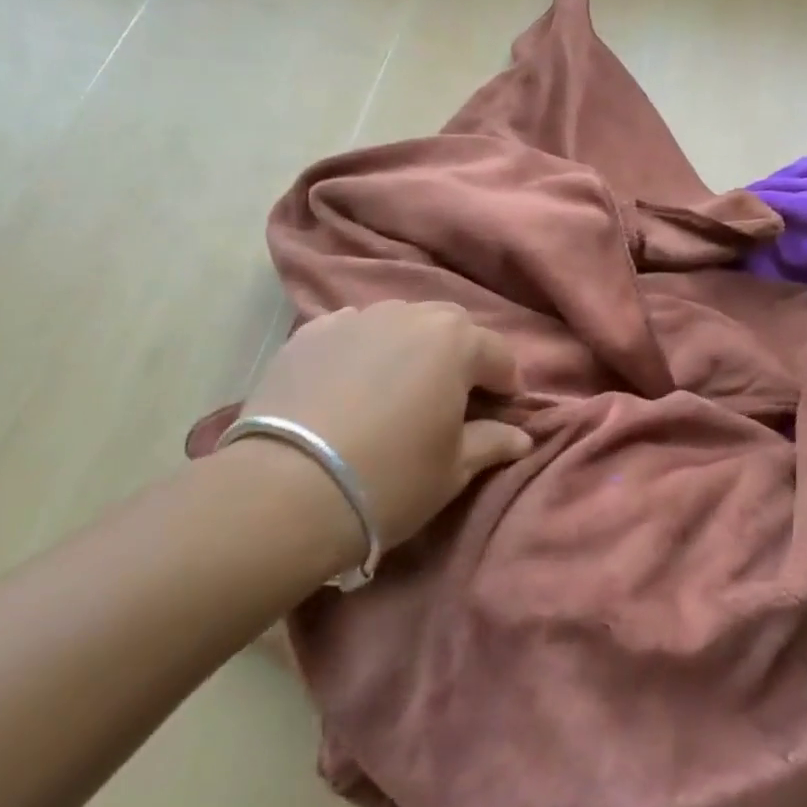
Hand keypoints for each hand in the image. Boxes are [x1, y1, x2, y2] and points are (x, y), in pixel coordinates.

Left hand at [238, 301, 531, 550]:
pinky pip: (352, 332)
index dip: (506, 386)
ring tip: (399, 388)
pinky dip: (363, 350)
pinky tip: (352, 383)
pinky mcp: (308, 334)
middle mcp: (409, 315)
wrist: (285, 491)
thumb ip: (493, 442)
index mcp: (455, 341)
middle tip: (452, 398)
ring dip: (411, 348)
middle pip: (451, 327)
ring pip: (400, 323)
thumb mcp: (454, 469)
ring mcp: (354, 319)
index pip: (499, 355)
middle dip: (460, 357)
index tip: (501, 413)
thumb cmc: (390, 479)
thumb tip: (521, 437)